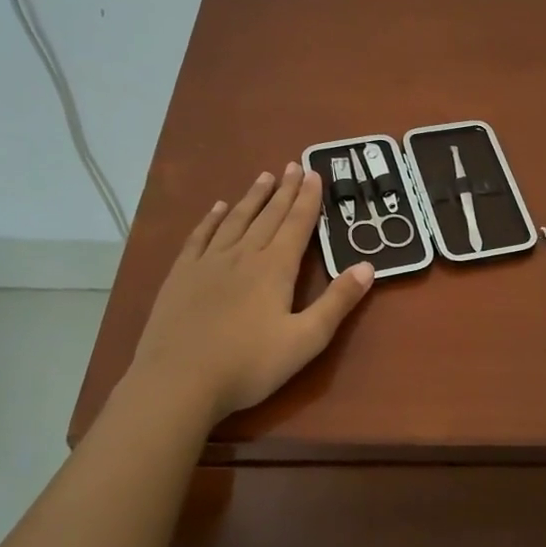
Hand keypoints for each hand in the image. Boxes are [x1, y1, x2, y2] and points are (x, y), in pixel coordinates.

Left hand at [124, 163, 373, 423]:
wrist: (178, 381)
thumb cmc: (249, 365)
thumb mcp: (306, 340)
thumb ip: (337, 302)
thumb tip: (367, 266)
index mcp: (275, 268)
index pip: (297, 224)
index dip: (308, 199)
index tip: (315, 173)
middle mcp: (243, 255)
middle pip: (268, 215)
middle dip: (285, 190)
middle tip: (294, 165)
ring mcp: (208, 262)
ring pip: (235, 220)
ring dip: (252, 197)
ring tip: (264, 177)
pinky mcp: (181, 275)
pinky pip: (200, 237)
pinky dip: (211, 219)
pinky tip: (217, 208)